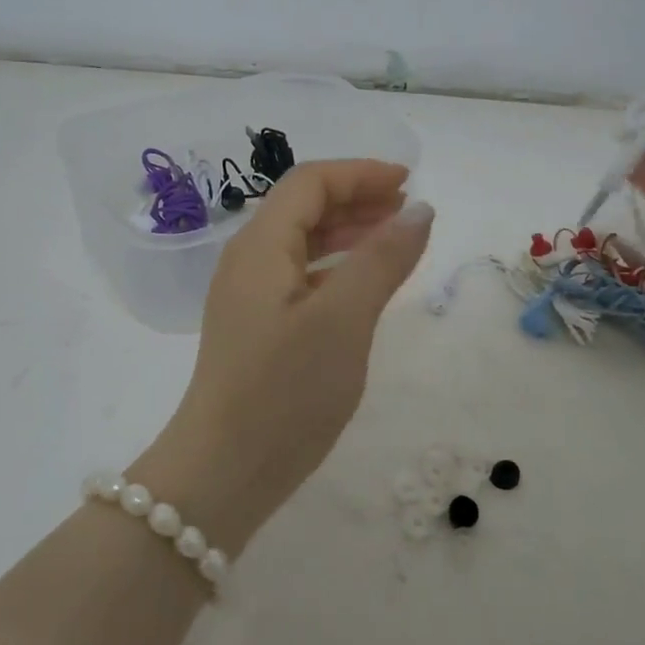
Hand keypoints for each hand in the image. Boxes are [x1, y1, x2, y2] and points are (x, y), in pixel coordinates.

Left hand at [145, 160, 433, 548]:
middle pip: (303, 208)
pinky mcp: (258, 328)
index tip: (410, 183)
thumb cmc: (285, 390)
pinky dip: (337, 268)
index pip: (310, 183)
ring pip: (303, 243)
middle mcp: (248, 261)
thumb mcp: (344, 319)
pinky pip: (301, 277)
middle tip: (408, 212)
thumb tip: (419, 210)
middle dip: (357, 200)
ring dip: (349, 233)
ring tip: (395, 240)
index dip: (360, 174)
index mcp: (260, 246)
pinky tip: (363, 286)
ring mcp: (249, 297)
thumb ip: (382, 259)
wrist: (225, 470)